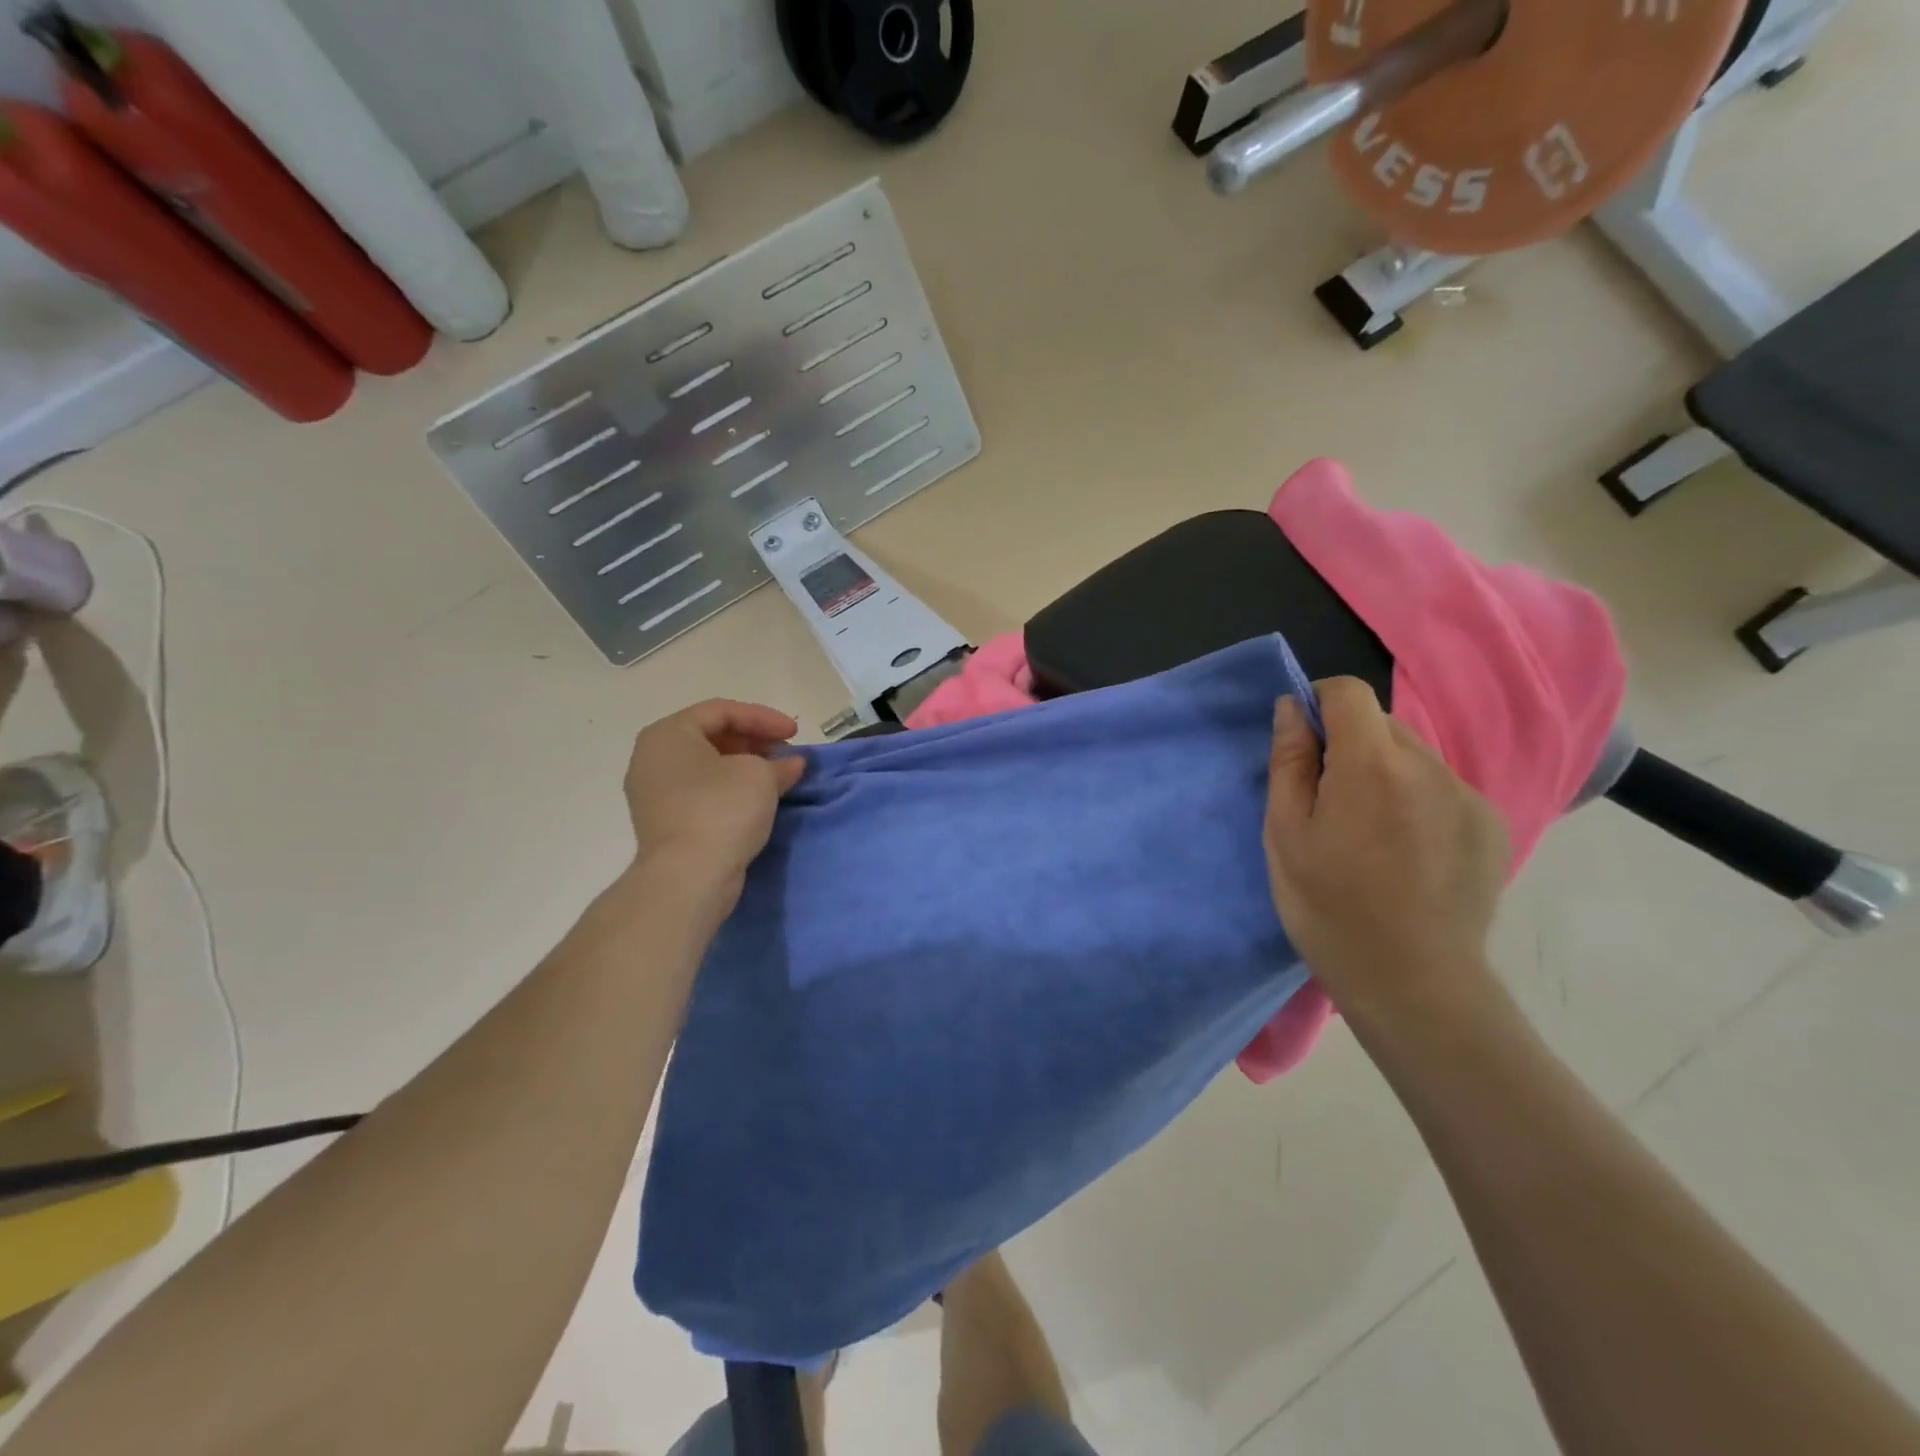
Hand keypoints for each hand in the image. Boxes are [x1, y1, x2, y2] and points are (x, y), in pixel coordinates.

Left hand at [623, 700, 805, 906]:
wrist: (688, 878)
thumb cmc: (721, 810)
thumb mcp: (760, 776)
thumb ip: (779, 763)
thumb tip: (792, 763)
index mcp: (668, 734)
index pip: (722, 711)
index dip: (764, 717)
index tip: (796, 733)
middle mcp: (652, 758)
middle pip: (712, 736)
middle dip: (755, 742)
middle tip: (787, 754)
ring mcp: (655, 793)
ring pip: (708, 766)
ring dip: (746, 766)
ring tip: (779, 777)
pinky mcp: (665, 822)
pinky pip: (702, 792)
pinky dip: (731, 789)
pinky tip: (758, 800)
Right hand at [1264, 677, 1509, 1030]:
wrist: (1414, 982)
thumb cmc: (1329, 907)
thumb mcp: (1285, 834)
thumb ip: (1290, 761)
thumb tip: (1292, 709)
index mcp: (1372, 765)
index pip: (1349, 692)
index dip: (1318, 702)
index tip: (1302, 742)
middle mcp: (1429, 766)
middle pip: (1381, 724)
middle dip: (1348, 745)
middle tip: (1327, 802)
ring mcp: (1468, 796)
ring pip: (1412, 756)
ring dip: (1382, 773)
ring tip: (1367, 834)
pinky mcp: (1490, 825)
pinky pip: (1440, 788)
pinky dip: (1415, 800)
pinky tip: (1405, 852)